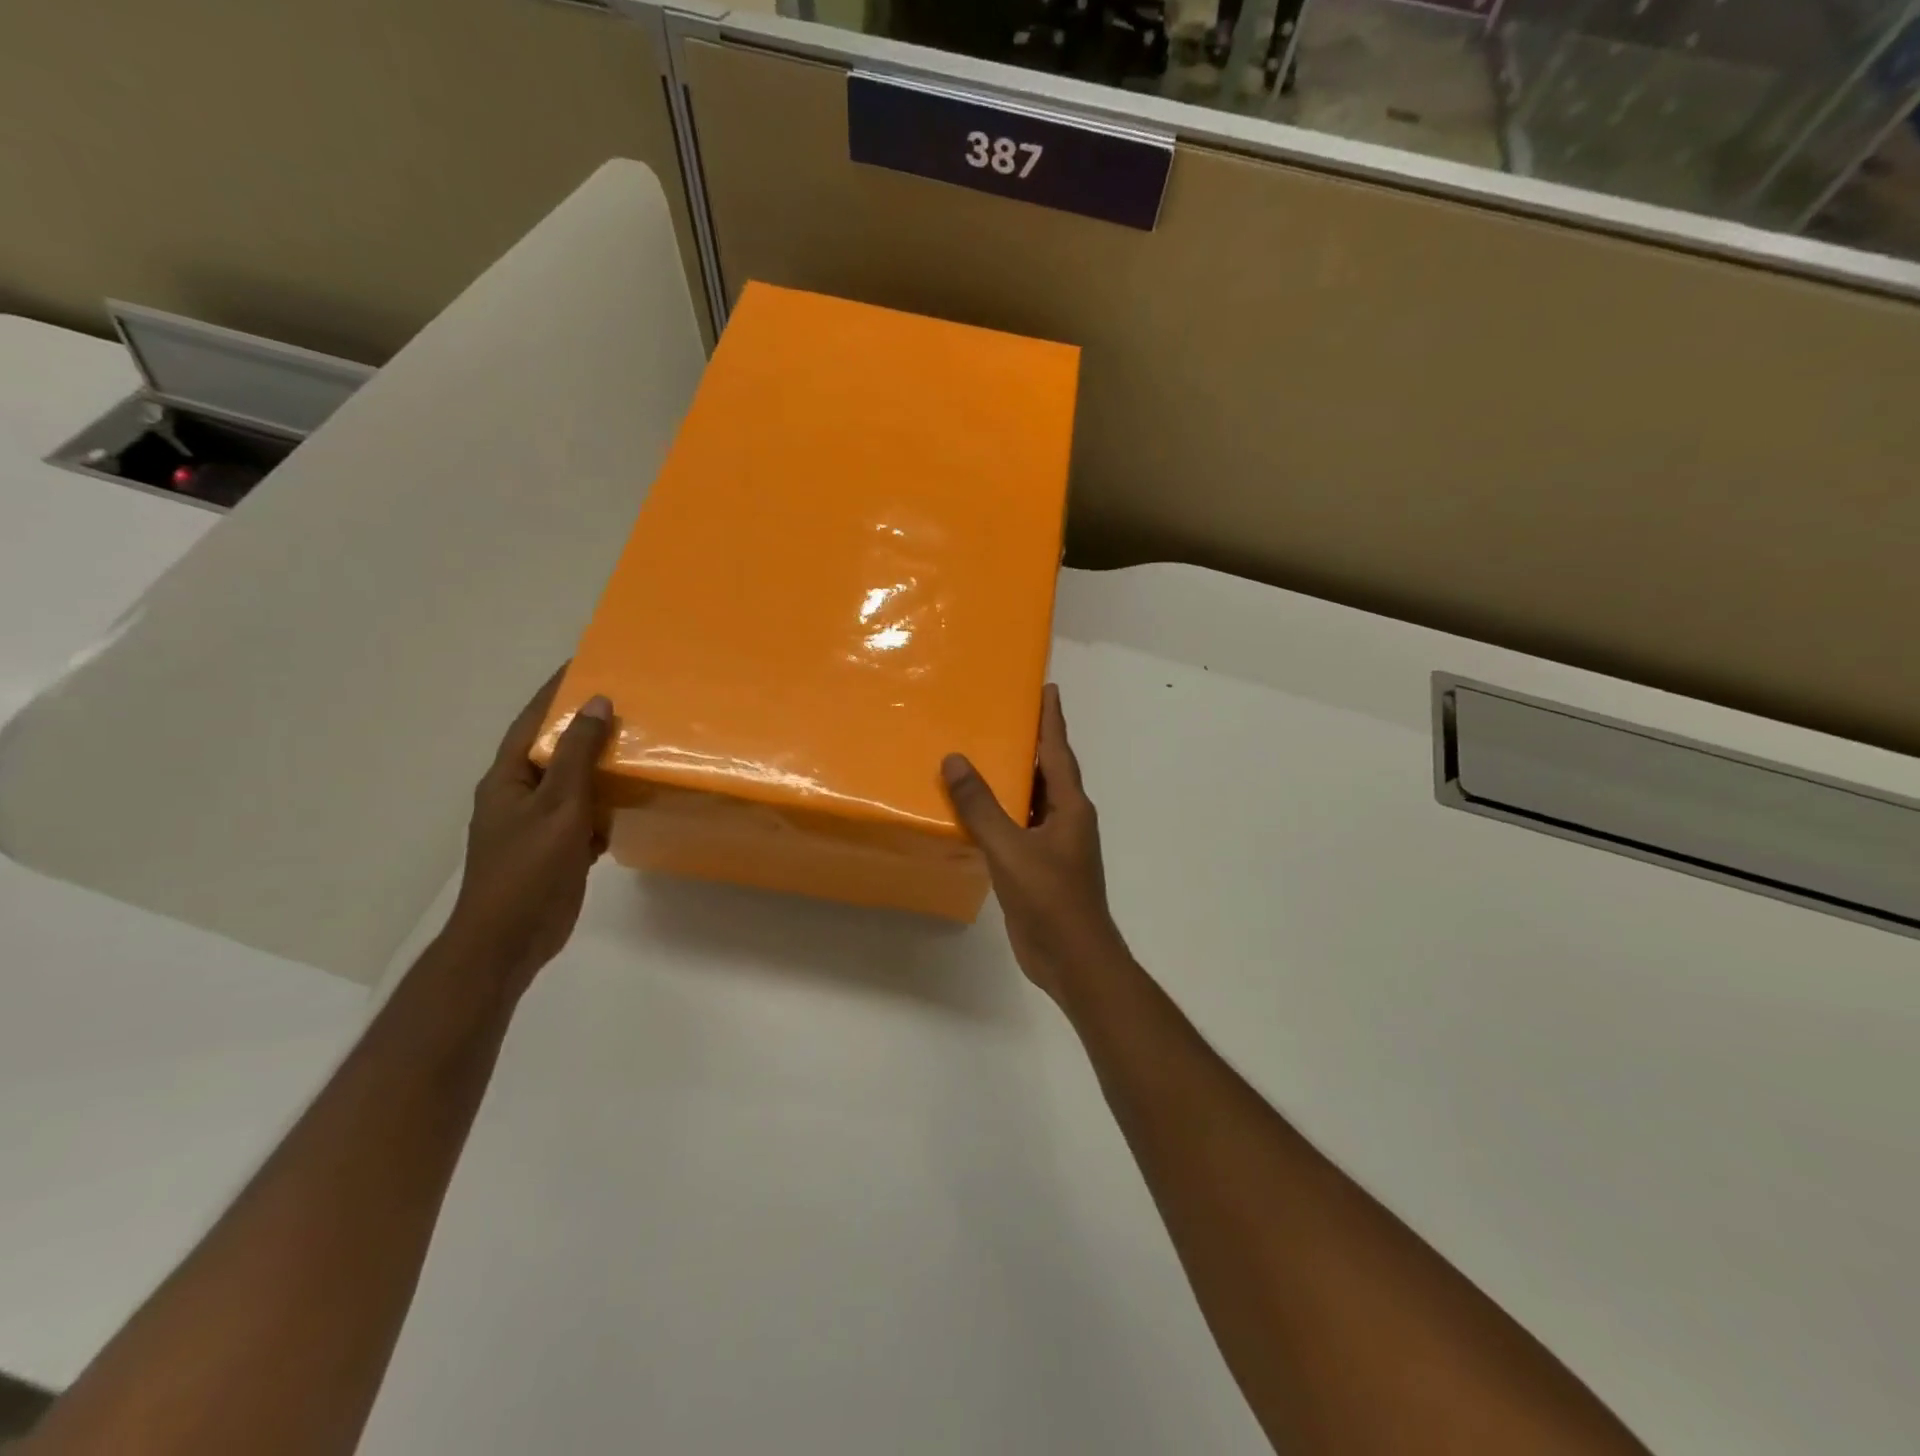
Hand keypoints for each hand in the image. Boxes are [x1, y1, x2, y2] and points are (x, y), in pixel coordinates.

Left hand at [443, 667, 612, 993]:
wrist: (509, 940)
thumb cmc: (527, 868)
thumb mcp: (557, 805)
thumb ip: (577, 755)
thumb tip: (596, 702)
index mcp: (508, 778)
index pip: (532, 720)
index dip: (556, 690)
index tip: (585, 662)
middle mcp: (520, 795)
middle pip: (555, 750)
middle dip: (585, 725)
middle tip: (626, 701)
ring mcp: (539, 824)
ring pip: (573, 783)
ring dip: (600, 765)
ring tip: (637, 743)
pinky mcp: (558, 849)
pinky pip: (585, 814)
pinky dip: (606, 803)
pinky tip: (633, 797)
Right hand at [942, 684, 1131, 1005]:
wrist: (1073, 958)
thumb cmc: (1050, 898)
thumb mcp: (1010, 848)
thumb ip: (982, 806)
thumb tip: (955, 760)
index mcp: (1070, 806)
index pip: (1058, 751)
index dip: (1052, 718)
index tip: (1048, 687)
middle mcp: (1066, 819)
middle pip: (1047, 771)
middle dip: (1031, 743)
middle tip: (1005, 716)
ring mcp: (1055, 845)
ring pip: (1031, 801)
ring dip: (1013, 780)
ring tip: (985, 756)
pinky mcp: (1040, 868)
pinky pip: (1019, 829)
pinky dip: (1001, 814)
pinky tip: (978, 813)